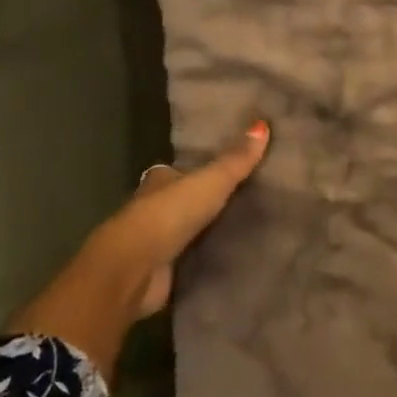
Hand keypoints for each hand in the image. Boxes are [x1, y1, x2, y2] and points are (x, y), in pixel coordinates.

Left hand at [6, 121, 269, 371]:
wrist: (134, 270)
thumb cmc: (168, 215)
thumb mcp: (210, 181)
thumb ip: (235, 160)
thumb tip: (263, 124)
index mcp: (160, 181)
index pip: (180, 171)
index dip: (199, 170)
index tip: (227, 170)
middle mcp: (153, 208)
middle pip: (183, 201)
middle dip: (204, 202)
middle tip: (244, 200)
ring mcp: (154, 243)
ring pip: (185, 232)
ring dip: (205, 232)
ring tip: (244, 229)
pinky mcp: (160, 272)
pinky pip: (188, 261)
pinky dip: (202, 260)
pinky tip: (228, 258)